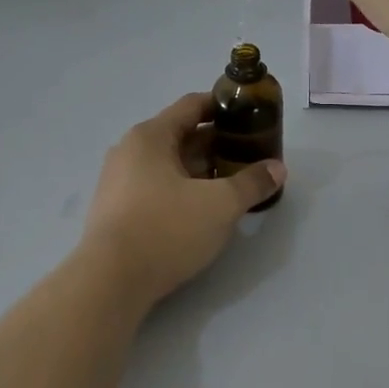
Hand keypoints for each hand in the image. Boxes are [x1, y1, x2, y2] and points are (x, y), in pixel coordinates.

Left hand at [80, 92, 284, 303]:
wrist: (110, 282)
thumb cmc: (166, 229)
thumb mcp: (220, 205)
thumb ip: (251, 183)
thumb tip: (277, 169)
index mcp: (151, 136)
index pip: (192, 105)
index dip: (223, 107)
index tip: (250, 115)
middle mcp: (130, 151)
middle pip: (181, 136)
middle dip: (217, 144)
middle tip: (250, 155)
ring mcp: (119, 182)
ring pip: (170, 165)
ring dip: (202, 170)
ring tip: (233, 183)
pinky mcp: (117, 210)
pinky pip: (157, 187)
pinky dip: (183, 189)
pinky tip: (204, 209)